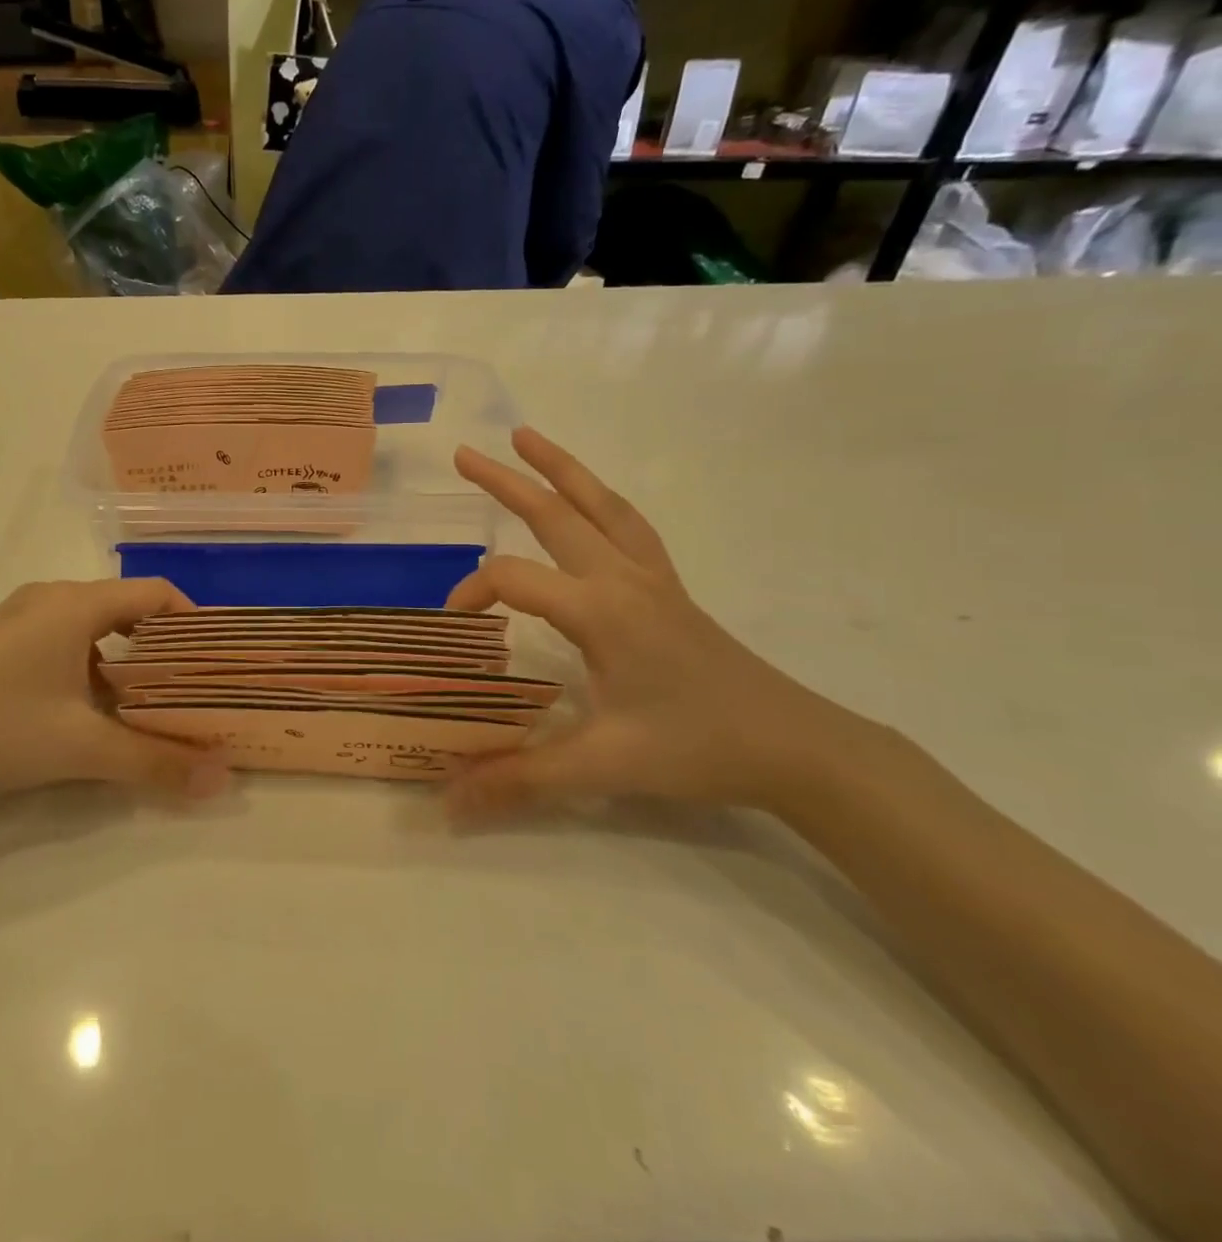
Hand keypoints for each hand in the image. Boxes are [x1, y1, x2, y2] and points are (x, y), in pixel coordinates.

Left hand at [0, 578, 229, 818]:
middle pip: (126, 608)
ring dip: (126, 659)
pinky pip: (64, 639)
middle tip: (190, 687)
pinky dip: (92, 665)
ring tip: (148, 703)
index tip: (214, 660)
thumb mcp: (83, 748)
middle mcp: (50, 598)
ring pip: (94, 626)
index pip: (155, 593)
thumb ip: (156, 762)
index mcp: (76, 604)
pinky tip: (91, 709)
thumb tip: (221, 780)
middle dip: (163, 646)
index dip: (192, 621)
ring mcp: (19, 617)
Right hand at [445, 427, 890, 818]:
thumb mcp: (602, 766)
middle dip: (506, 481)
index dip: (472, 593)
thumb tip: (446, 803)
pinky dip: (601, 501)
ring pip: (601, 506)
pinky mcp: (669, 589)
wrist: (794, 746)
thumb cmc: (696, 748)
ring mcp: (652, 578)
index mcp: (600, 610)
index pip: (514, 579)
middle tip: (463, 454)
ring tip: (527, 438)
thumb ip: (519, 778)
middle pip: (557, 514)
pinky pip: (630, 527)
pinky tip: (589, 501)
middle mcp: (623, 579)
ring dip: (562, 469)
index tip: (454, 626)